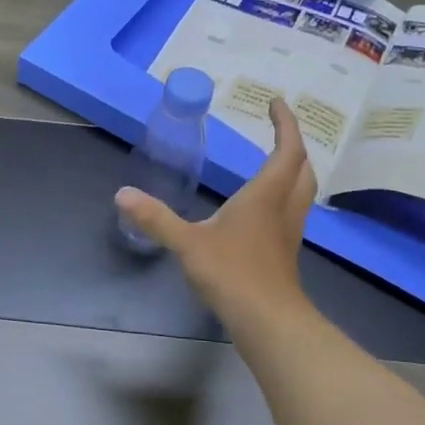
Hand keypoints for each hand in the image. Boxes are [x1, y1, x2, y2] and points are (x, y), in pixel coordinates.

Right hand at [116, 95, 315, 323]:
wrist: (268, 322)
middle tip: (278, 130)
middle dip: (293, 144)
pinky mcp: (284, 252)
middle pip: (302, 168)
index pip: (286, 150)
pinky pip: (291, 212)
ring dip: (293, 170)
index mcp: (265, 196)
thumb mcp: (188, 243)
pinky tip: (262, 208)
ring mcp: (288, 232)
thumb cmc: (233, 275)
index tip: (276, 102)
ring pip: (302, 191)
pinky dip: (283, 196)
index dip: (285, 124)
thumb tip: (122, 194)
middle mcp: (283, 208)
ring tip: (274, 162)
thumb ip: (156, 218)